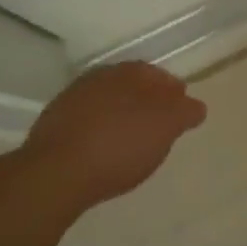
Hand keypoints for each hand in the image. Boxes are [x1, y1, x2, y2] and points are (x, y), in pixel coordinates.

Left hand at [22, 64, 206, 212]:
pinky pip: (85, 123)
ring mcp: (71, 100)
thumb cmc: (120, 145)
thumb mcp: (166, 128)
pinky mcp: (51, 126)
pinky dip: (98, 131)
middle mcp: (99, 77)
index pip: (158, 75)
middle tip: (157, 126)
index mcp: (130, 72)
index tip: (181, 111)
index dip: (172, 93)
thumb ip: (185, 113)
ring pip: (106, 103)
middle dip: (145, 102)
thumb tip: (195, 106)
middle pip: (130, 87)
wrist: (55, 173)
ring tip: (130, 142)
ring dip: (119, 116)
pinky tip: (102, 151)